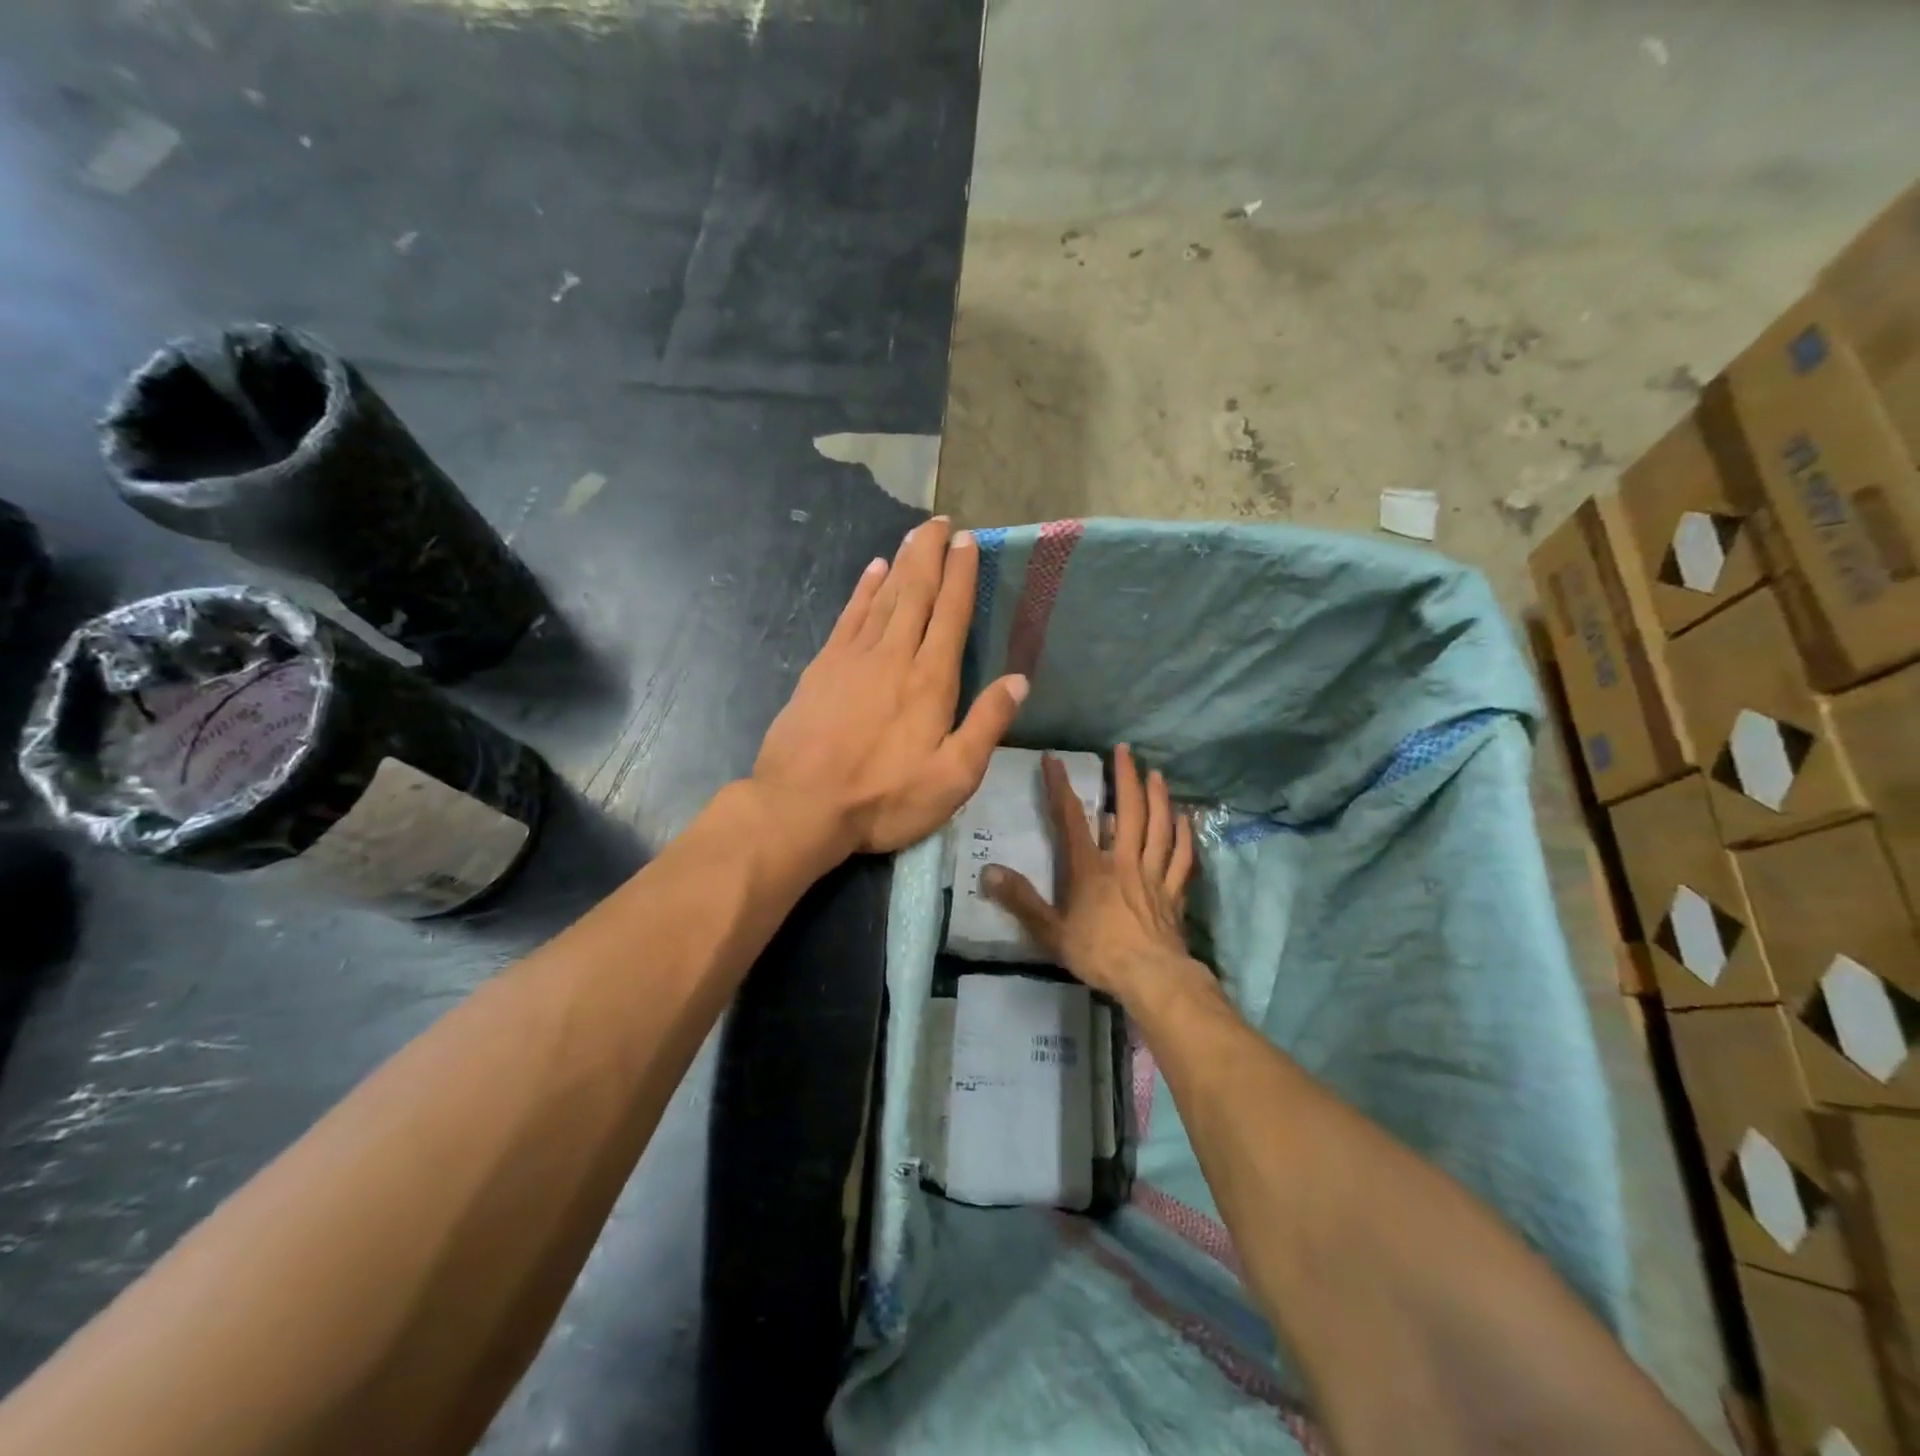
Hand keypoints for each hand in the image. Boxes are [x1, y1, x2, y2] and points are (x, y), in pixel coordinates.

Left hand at [752, 517, 1028, 857]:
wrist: (801, 806)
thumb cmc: (883, 798)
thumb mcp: (952, 778)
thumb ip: (986, 725)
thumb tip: (1019, 680)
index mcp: (930, 680)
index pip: (951, 614)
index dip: (961, 575)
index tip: (968, 541)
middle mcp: (893, 655)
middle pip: (915, 592)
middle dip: (931, 554)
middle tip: (941, 522)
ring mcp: (853, 657)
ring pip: (883, 597)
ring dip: (901, 563)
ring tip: (915, 536)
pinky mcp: (823, 667)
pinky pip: (848, 616)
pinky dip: (863, 590)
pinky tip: (872, 571)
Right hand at [982, 744, 1195, 1000]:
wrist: (1151, 978)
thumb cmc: (1098, 953)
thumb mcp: (1050, 931)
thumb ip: (1020, 900)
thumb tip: (988, 871)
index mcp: (1090, 868)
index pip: (1071, 819)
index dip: (1061, 787)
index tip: (1054, 758)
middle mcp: (1123, 861)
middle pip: (1129, 811)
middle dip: (1125, 777)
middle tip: (1125, 750)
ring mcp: (1153, 874)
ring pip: (1159, 827)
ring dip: (1158, 798)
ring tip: (1156, 773)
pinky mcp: (1174, 892)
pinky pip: (1182, 857)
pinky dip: (1185, 835)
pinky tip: (1186, 818)